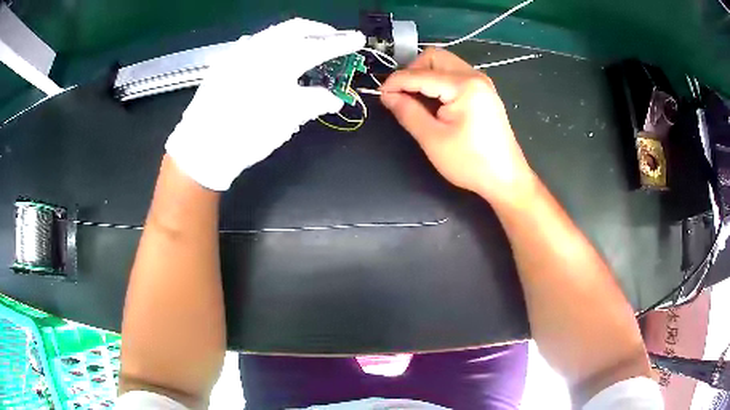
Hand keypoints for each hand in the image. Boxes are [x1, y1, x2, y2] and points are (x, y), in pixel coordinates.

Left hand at [166, 18, 364, 190]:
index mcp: (279, 61)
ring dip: (295, 36)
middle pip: (296, 27)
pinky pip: (254, 43)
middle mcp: (259, 47)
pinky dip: (272, 45)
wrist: (201, 148)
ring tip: (307, 47)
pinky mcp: (225, 61)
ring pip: (274, 32)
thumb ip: (316, 101)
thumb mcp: (288, 119)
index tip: (357, 39)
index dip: (342, 43)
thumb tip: (335, 98)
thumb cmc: (248, 134)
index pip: (319, 46)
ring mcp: (239, 52)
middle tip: (333, 39)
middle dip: (319, 30)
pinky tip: (275, 57)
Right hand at [380, 48, 533, 203]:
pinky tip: (434, 102)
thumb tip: (387, 95)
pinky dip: (439, 82)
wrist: (506, 179)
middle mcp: (475, 76)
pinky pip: (454, 75)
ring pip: (444, 63)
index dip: (395, 82)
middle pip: (434, 57)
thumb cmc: (471, 163)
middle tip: (402, 95)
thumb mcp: (433, 139)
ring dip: (425, 75)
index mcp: (464, 85)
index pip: (420, 74)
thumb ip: (407, 112)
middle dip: (413, 71)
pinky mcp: (483, 92)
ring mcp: (481, 83)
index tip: (380, 95)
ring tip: (416, 100)